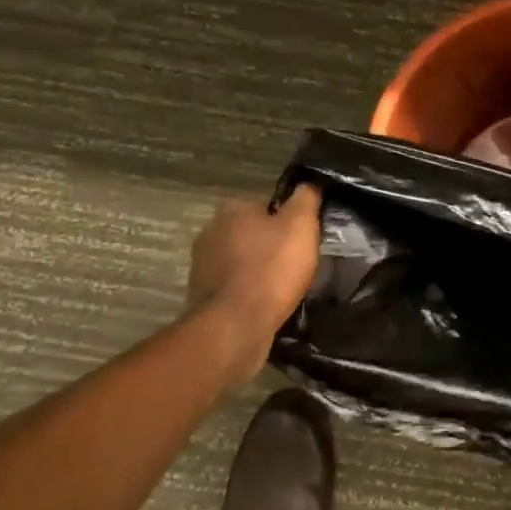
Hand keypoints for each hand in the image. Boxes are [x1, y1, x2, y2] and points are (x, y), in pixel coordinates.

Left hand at [187, 186, 321, 380]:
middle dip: (271, 245)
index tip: (304, 238)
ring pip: (242, 260)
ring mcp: (202, 266)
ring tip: (284, 286)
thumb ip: (306, 197)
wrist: (235, 327)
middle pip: (252, 232)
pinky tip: (267, 304)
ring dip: (259, 270)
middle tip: (298, 261)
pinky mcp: (202, 296)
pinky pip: (235, 287)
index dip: (289, 220)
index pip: (267, 205)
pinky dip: (249, 292)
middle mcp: (210, 231)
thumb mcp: (301, 225)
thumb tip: (308, 182)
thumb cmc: (271, 269)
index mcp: (232, 209)